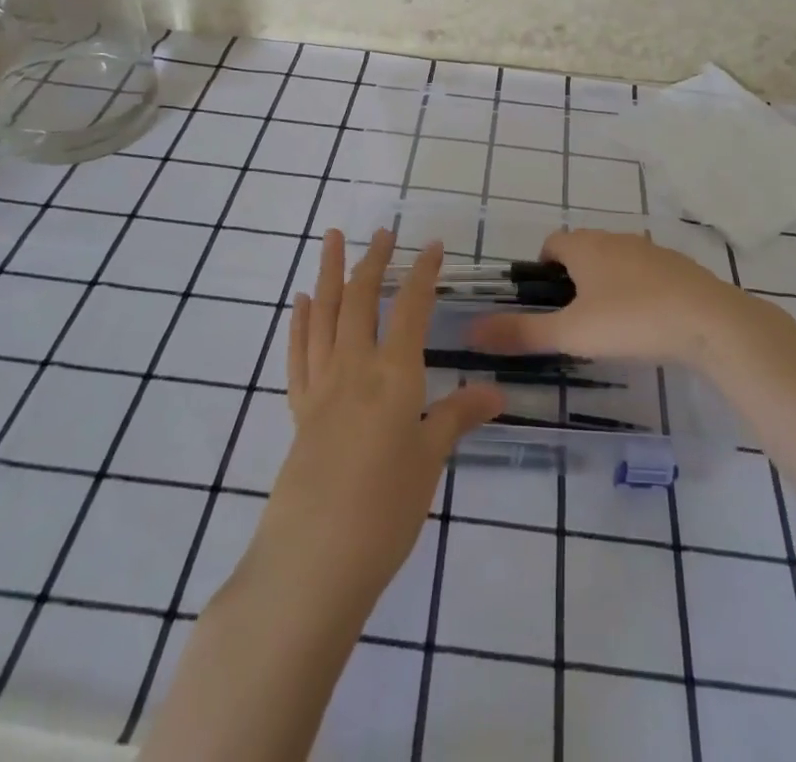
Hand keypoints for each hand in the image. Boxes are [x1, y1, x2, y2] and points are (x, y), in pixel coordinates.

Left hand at [244, 229, 503, 613]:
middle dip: (373, 261)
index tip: (432, 245)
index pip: (410, 308)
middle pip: (360, 299)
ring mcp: (320, 387)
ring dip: (328, 273)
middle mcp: (354, 368)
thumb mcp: (430, 461)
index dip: (422, 273)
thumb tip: (496, 391)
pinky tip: (302, 303)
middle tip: (383, 232)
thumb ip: (458, 417)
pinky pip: (298, 353)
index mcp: (393, 375)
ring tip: (331, 239)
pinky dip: (300, 322)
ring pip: (323, 315)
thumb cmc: (384, 511)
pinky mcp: (298, 411)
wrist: (312, 563)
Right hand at [468, 228, 748, 367]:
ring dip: (606, 284)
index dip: (541, 270)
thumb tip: (471, 332)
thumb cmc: (631, 320)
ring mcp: (650, 250)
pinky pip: (646, 273)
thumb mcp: (572, 332)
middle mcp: (615, 238)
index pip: (551, 243)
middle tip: (573, 321)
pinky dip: (637, 291)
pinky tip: (646, 324)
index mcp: (585, 246)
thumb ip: (522, 332)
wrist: (709, 321)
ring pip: (615, 261)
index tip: (544, 304)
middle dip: (573, 279)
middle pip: (583, 250)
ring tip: (609, 326)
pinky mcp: (678, 267)